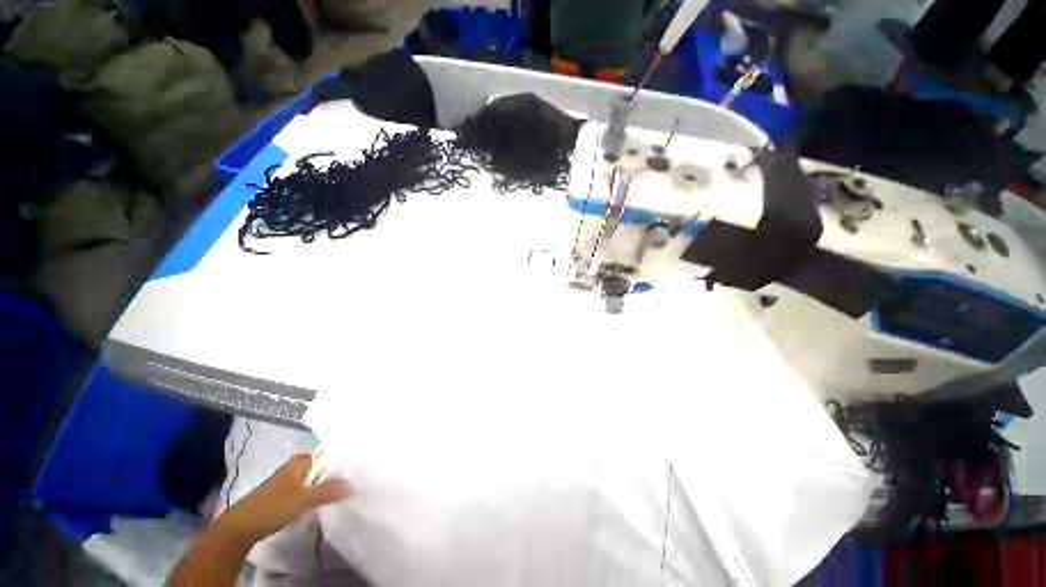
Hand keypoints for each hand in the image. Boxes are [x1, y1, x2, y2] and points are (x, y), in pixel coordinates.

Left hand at [218, 453, 350, 546]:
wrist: (239, 529)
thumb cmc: (271, 507)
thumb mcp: (301, 499)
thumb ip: (326, 491)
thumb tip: (352, 483)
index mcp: (297, 463)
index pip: (321, 452)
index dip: (336, 454)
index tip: (352, 458)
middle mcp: (292, 469)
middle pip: (317, 465)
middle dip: (332, 469)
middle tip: (352, 474)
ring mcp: (286, 484)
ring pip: (311, 478)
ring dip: (323, 482)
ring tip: (342, 487)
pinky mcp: (282, 498)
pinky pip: (305, 489)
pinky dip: (314, 492)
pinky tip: (322, 500)